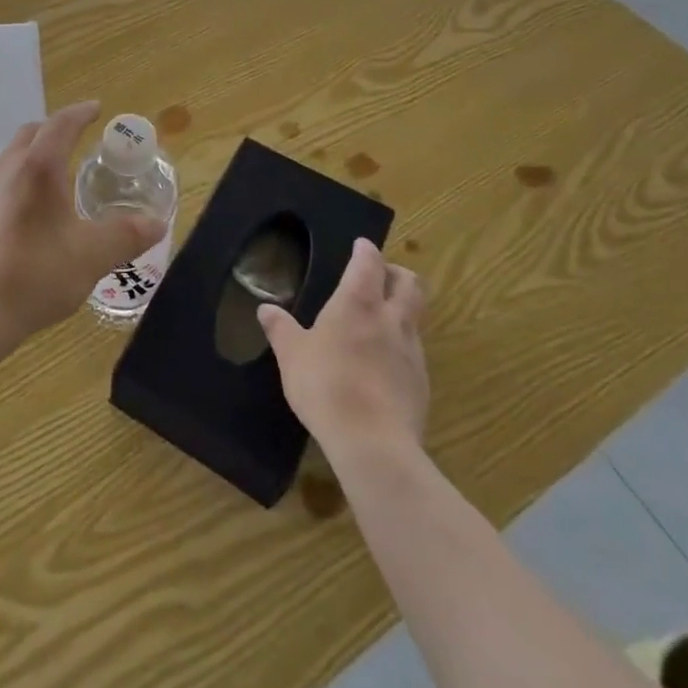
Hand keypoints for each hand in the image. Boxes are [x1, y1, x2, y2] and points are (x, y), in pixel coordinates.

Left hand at [0, 100, 165, 345]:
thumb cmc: (38, 273)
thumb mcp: (93, 256)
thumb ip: (127, 235)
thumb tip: (157, 223)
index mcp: (38, 169)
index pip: (61, 124)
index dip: (80, 112)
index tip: (96, 108)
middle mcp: (7, 171)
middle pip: (30, 133)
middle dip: (56, 128)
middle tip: (78, 137)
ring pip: (11, 157)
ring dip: (35, 153)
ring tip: (57, 174)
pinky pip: (0, 182)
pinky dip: (20, 179)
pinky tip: (31, 211)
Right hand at [258, 238, 428, 451]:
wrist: (372, 442)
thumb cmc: (325, 385)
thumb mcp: (291, 355)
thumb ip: (280, 329)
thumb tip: (265, 308)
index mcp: (358, 303)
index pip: (369, 263)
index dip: (366, 251)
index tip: (361, 246)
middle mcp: (391, 319)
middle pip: (409, 283)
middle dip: (397, 274)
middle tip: (381, 277)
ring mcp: (412, 351)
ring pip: (415, 317)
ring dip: (402, 310)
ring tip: (382, 321)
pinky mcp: (422, 383)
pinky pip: (415, 352)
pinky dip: (402, 346)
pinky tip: (385, 363)